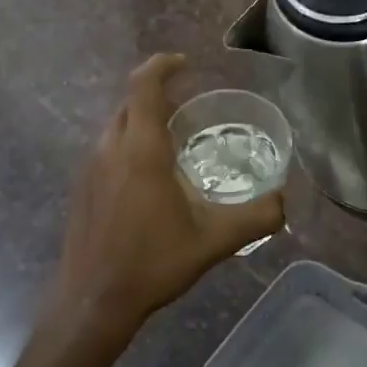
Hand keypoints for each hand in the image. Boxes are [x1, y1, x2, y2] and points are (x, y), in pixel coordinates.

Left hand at [49, 55, 283, 341]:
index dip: (162, 65)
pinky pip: (106, 148)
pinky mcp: (81, 188)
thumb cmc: (152, 263)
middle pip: (130, 102)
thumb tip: (285, 201)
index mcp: (140, 150)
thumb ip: (256, 217)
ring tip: (173, 141)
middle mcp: (109, 148)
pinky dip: (128, 144)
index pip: (144, 85)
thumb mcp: (214, 241)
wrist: (92, 302)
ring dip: (142, 120)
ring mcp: (89, 168)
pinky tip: (148, 178)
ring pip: (116, 126)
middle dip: (157, 94)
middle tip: (189, 107)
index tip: (185, 64)